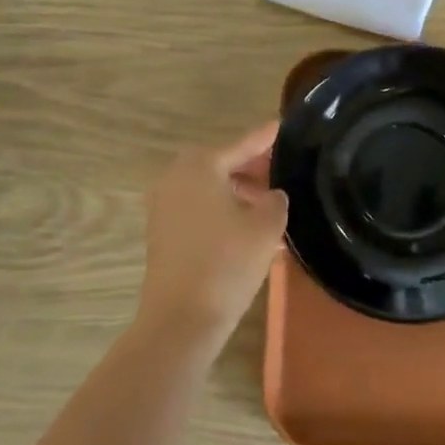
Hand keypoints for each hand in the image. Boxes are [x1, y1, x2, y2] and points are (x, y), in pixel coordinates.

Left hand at [138, 123, 289, 350]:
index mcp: (201, 165)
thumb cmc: (227, 263)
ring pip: (209, 187)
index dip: (266, 137)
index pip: (243, 144)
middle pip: (222, 163)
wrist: (181, 319)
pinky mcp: (162, 232)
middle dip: (251, 167)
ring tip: (268, 207)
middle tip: (279, 174)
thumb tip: (271, 195)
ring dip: (237, 192)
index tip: (282, 125)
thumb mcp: (266, 227)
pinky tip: (248, 230)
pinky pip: (198, 208)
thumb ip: (275, 201)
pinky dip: (222, 210)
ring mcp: (164, 205)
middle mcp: (176, 177)